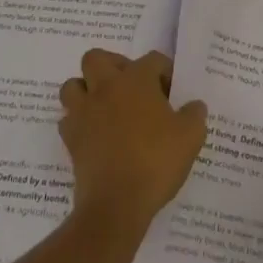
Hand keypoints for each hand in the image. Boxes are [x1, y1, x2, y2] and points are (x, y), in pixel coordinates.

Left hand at [59, 49, 207, 233]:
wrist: (116, 204)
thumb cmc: (156, 162)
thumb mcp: (191, 137)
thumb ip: (194, 114)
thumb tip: (194, 106)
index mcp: (136, 80)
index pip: (152, 59)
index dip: (164, 71)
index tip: (171, 92)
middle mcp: (106, 87)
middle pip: (97, 58)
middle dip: (112, 66)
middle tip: (129, 88)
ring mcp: (84, 112)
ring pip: (73, 86)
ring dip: (86, 91)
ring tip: (105, 107)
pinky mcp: (71, 139)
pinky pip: (68, 120)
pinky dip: (78, 123)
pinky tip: (94, 135)